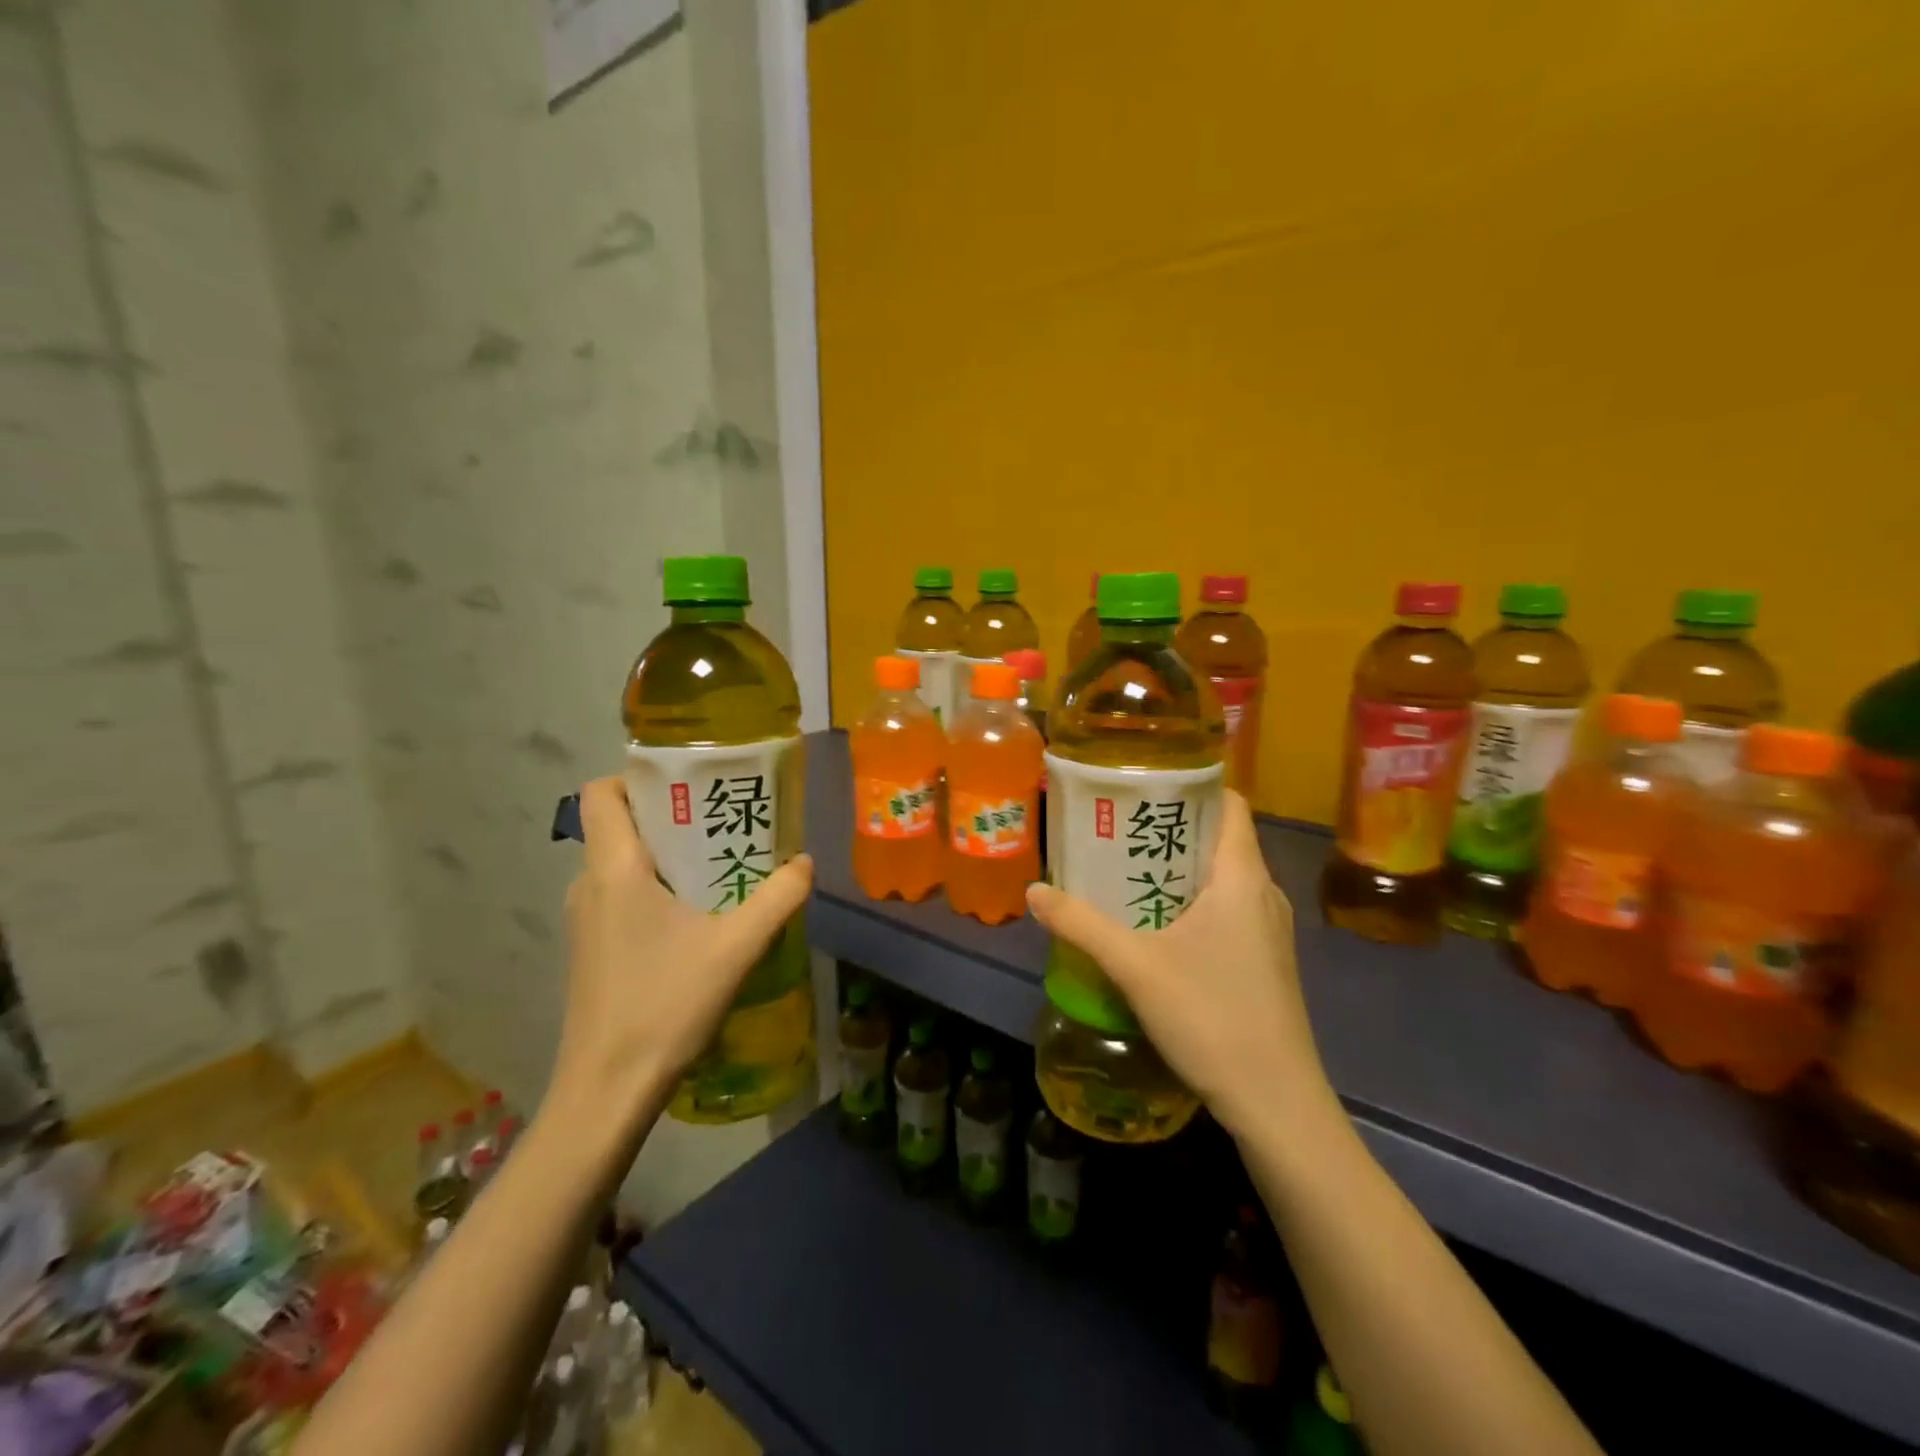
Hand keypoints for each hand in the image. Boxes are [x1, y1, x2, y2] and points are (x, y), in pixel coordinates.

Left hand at [550, 776, 812, 1121]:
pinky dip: (655, 889)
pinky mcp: (592, 949)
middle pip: (620, 825)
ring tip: (720, 867)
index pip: (602, 793)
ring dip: (667, 857)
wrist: (607, 1090)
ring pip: (623, 864)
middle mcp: (589, 885)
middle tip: (724, 822)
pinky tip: (698, 918)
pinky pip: (621, 896)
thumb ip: (777, 898)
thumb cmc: (665, 1005)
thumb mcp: (736, 947)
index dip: (638, 776)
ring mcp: (585, 921)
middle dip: (671, 816)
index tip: (688, 784)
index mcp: (614, 869)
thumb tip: (805, 862)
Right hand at [1025, 790, 1338, 1140]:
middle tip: (1117, 827)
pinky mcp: (1265, 961)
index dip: (1191, 786)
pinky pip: (1227, 909)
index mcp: (1242, 877)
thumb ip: (1081, 925)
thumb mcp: (1135, 966)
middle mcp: (1263, 893)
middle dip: (1169, 828)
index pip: (1228, 803)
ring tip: (1125, 869)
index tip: (1143, 784)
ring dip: (1177, 869)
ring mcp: (1268, 930)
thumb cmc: (1211, 1017)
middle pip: (1219, 839)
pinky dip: (1192, 901)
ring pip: (1222, 878)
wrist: (1276, 1103)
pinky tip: (1154, 923)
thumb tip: (1033, 891)